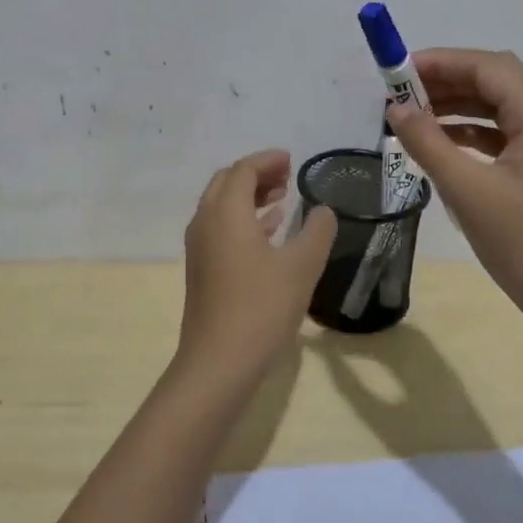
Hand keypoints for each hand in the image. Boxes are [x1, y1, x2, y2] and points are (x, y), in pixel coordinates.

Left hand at [178, 149, 337, 376]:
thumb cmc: (262, 307)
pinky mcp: (202, 271)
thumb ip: (317, 231)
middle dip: (256, 175)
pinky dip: (244, 221)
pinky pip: (221, 229)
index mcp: (226, 213)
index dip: (268, 161)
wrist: (219, 362)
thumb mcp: (301, 266)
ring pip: (222, 207)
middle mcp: (206, 223)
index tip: (291, 160)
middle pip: (227, 183)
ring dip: (249, 197)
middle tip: (286, 178)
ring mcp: (200, 249)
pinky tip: (269, 233)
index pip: (243, 170)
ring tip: (282, 200)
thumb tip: (323, 211)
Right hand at [385, 49, 522, 333]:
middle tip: (401, 92)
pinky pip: (501, 136)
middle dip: (448, 80)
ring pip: (497, 109)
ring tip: (412, 115)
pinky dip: (469, 133)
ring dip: (456, 106)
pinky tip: (439, 145)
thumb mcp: (469, 192)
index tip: (399, 71)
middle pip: (495, 82)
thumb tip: (397, 108)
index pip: (490, 68)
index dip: (443, 61)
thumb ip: (428, 144)